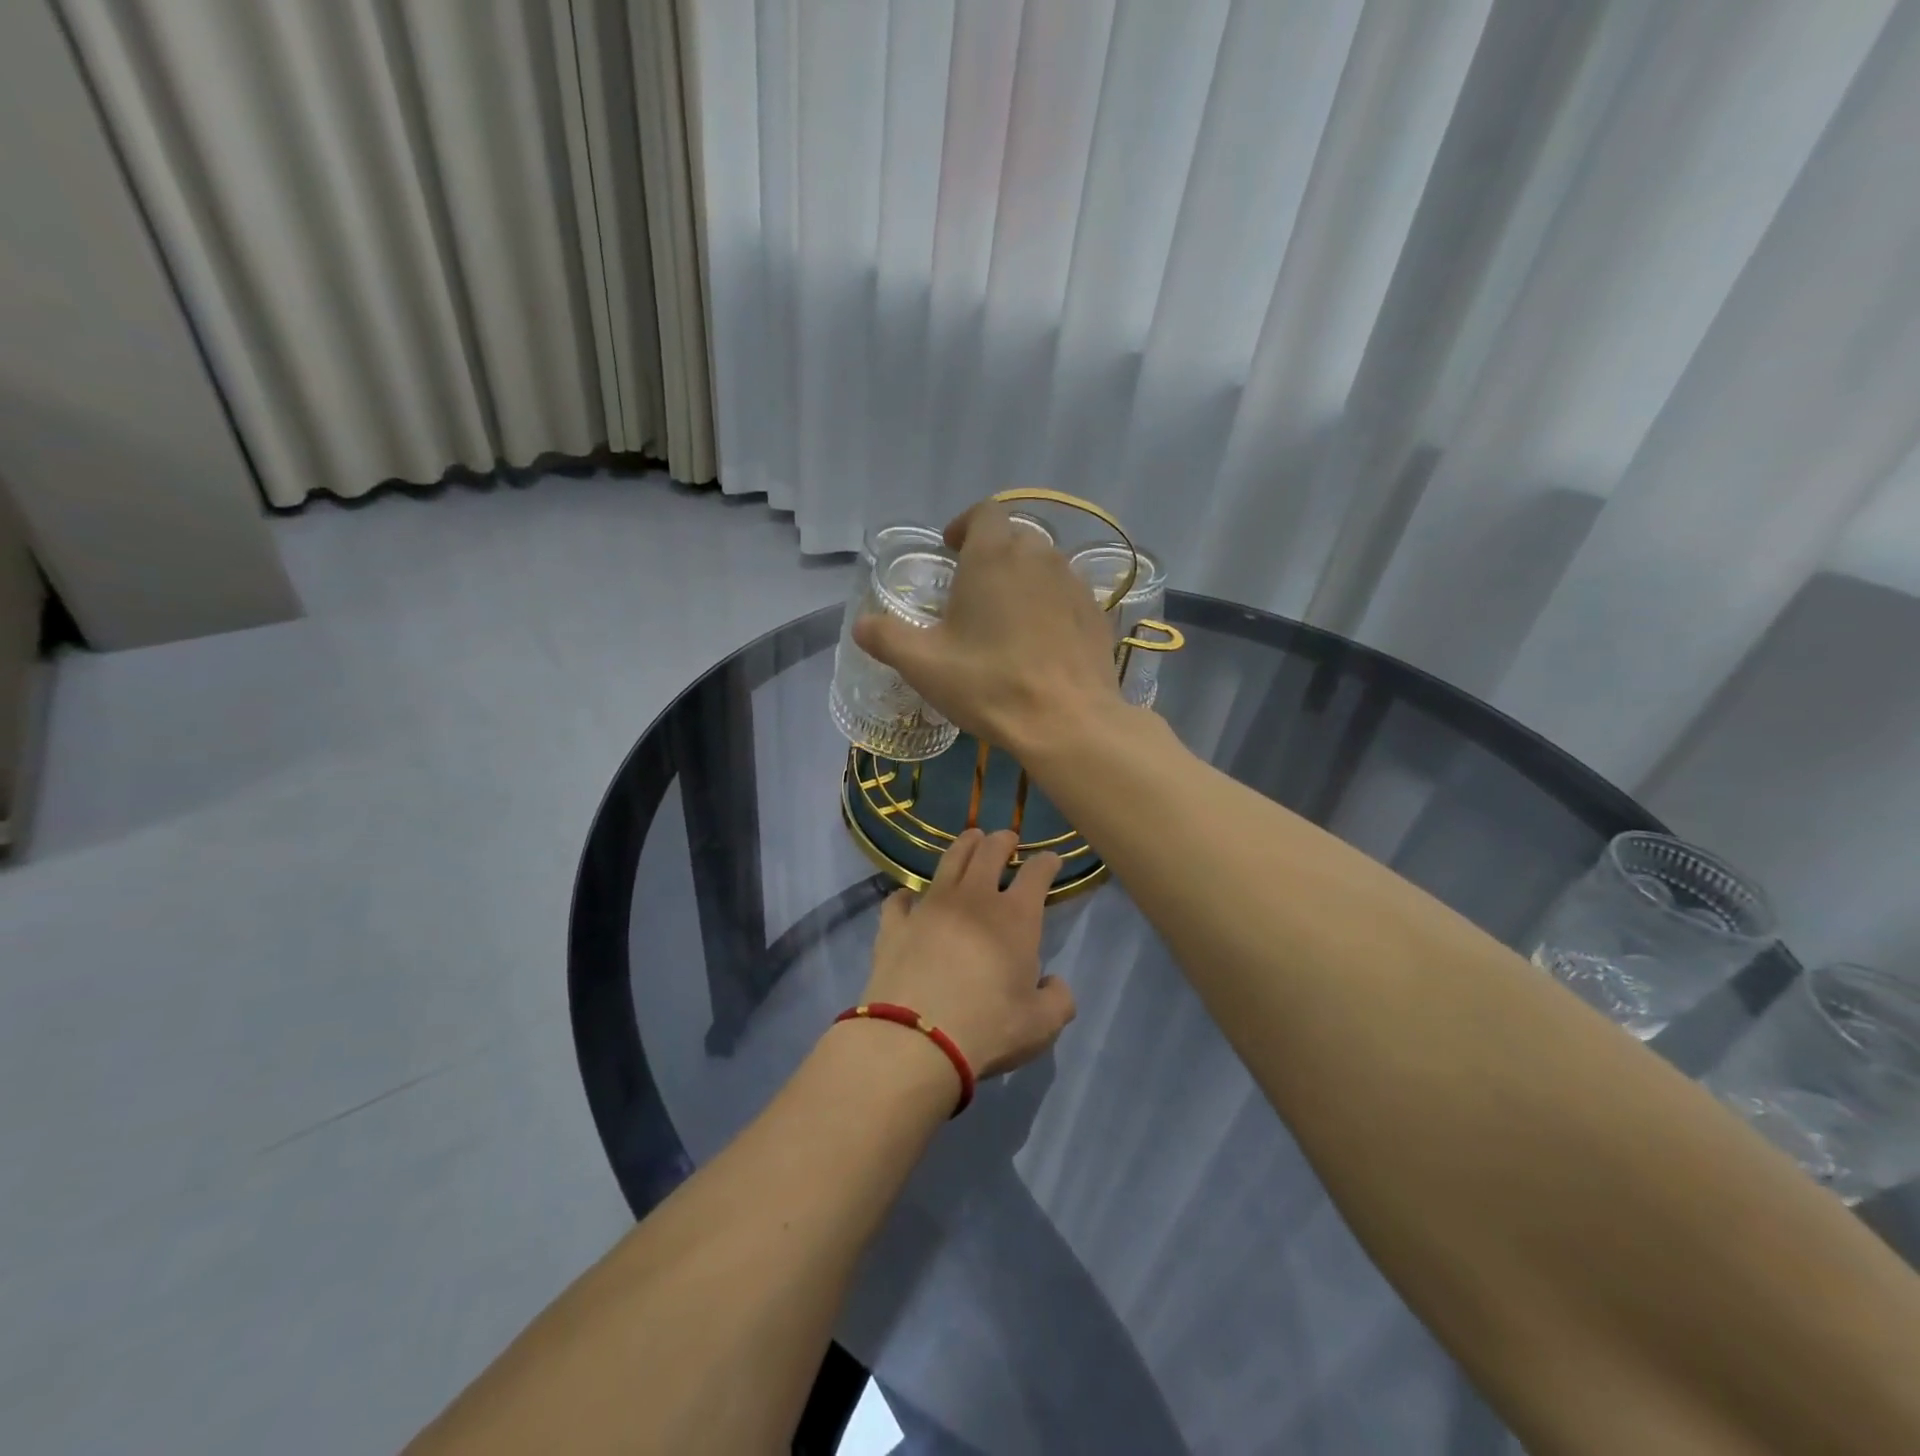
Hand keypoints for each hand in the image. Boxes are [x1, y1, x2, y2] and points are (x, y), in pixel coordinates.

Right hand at [852, 501, 1123, 753]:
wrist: (1068, 722)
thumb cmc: (989, 684)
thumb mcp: (923, 664)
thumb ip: (886, 636)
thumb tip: (861, 624)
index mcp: (994, 555)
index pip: (983, 512)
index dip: (964, 525)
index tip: (950, 551)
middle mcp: (1039, 556)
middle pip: (1014, 537)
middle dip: (991, 555)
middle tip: (971, 592)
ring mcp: (1074, 584)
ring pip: (1043, 566)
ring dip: (1021, 580)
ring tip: (1004, 619)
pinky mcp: (1096, 614)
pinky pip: (1066, 596)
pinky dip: (1048, 607)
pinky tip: (1038, 643)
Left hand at [860, 829, 1075, 1079]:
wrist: (915, 1038)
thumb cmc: (988, 1028)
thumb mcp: (1041, 1025)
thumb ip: (1058, 1000)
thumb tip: (1054, 983)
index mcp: (1016, 917)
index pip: (1037, 874)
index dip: (1047, 862)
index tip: (1051, 859)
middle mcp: (974, 899)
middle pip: (990, 852)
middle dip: (1003, 840)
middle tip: (1007, 838)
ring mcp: (930, 906)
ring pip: (949, 861)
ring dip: (964, 846)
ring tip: (970, 839)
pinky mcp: (895, 924)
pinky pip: (899, 900)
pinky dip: (907, 896)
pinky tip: (908, 899)